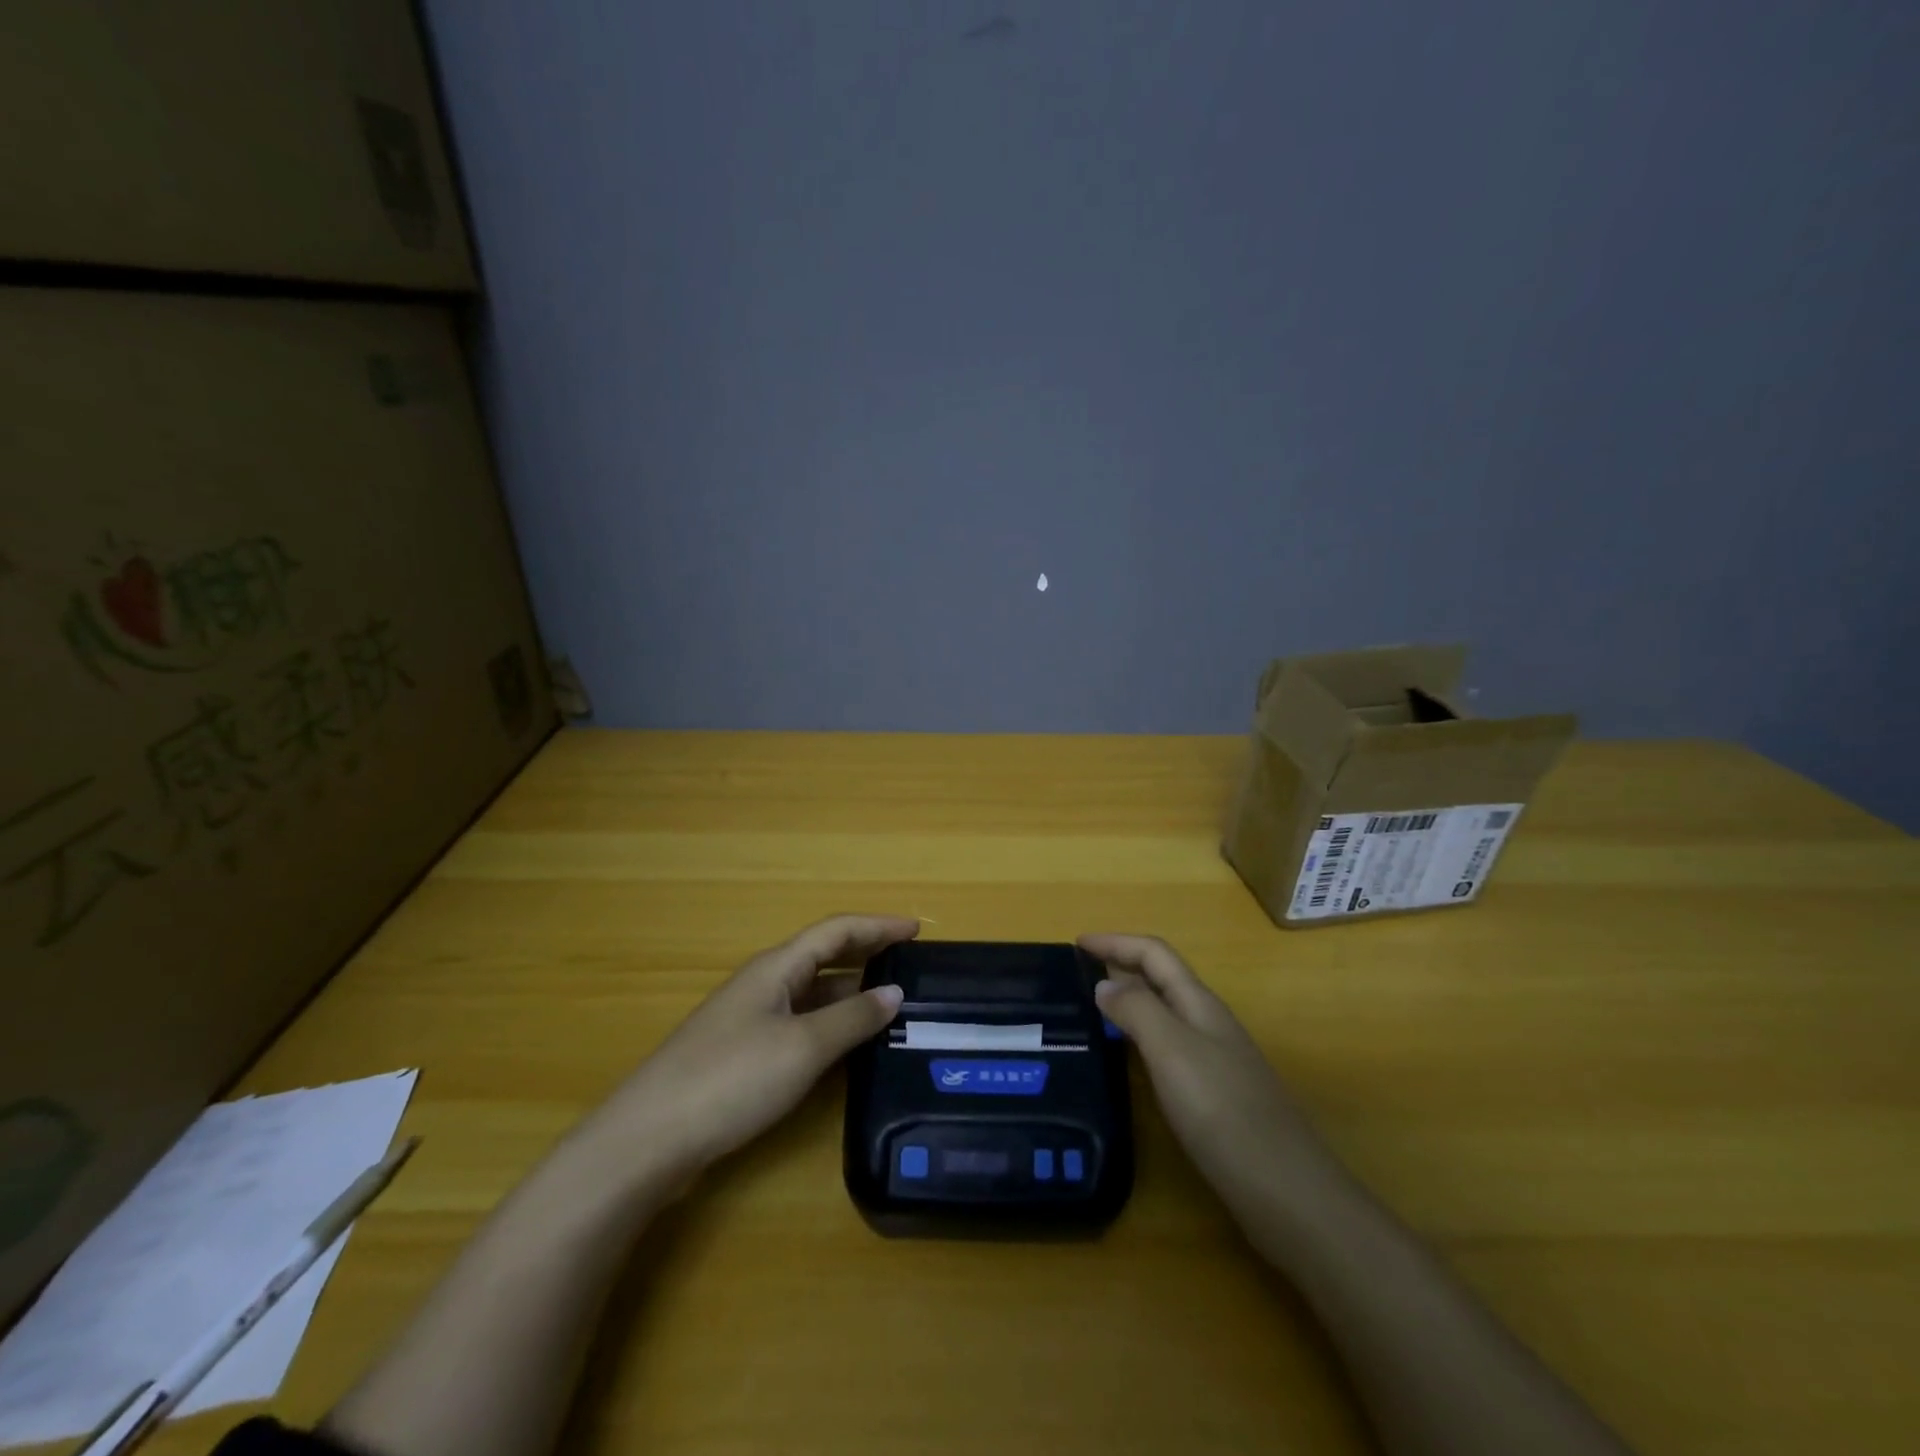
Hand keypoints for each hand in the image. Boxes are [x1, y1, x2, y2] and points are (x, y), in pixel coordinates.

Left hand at [597, 914, 915, 1178]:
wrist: (649, 1139)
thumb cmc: (731, 1079)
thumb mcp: (803, 1047)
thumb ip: (852, 1019)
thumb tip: (895, 992)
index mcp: (778, 967)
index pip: (837, 930)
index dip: (878, 926)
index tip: (917, 930)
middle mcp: (765, 983)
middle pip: (824, 956)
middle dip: (867, 955)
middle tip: (911, 965)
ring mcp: (751, 1019)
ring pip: (813, 993)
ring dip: (851, 994)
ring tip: (893, 1006)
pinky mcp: (744, 1053)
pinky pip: (801, 1023)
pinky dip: (832, 1024)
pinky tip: (850, 1046)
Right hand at [1080, 933, 1339, 1227]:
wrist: (1286, 1191)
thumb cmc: (1223, 1111)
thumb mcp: (1173, 1051)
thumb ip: (1137, 1010)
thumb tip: (1105, 984)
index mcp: (1199, 1003)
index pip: (1154, 953)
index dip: (1116, 942)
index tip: (1076, 944)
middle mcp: (1207, 1023)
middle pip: (1161, 977)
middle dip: (1120, 965)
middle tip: (1077, 975)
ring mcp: (1214, 1059)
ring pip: (1164, 1011)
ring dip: (1129, 1000)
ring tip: (1091, 1009)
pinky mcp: (1214, 1094)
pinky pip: (1168, 1046)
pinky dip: (1140, 1036)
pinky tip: (1126, 1059)